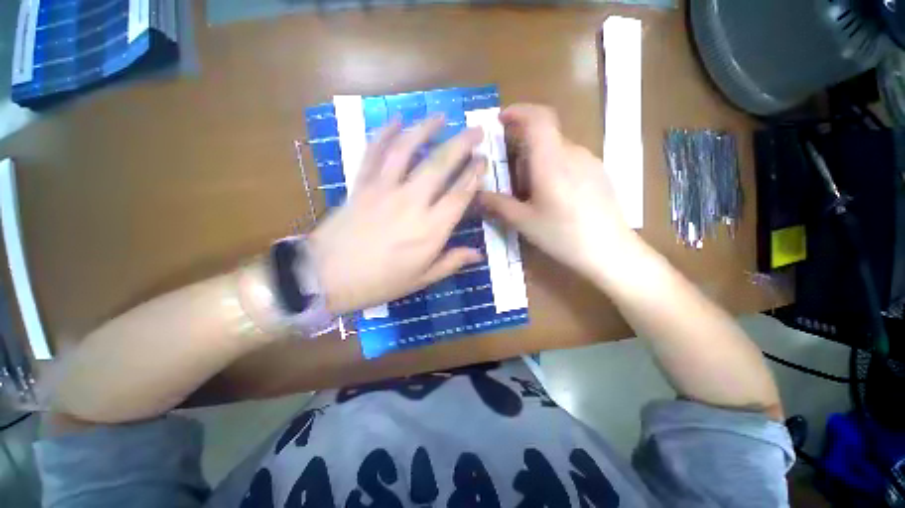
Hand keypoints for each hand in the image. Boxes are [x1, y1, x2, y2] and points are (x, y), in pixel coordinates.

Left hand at [309, 117, 485, 314]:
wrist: (327, 277)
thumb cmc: (379, 282)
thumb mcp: (421, 279)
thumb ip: (452, 262)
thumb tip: (478, 254)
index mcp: (430, 229)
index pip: (460, 194)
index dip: (474, 174)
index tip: (483, 160)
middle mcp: (411, 202)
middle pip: (440, 164)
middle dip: (462, 144)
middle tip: (476, 130)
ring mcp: (384, 189)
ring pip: (407, 150)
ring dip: (426, 129)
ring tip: (441, 116)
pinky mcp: (361, 184)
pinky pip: (374, 153)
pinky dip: (385, 133)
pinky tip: (396, 119)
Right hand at [479, 104, 636, 279]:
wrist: (610, 251)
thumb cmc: (562, 235)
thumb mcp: (524, 222)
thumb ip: (498, 205)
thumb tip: (477, 195)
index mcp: (552, 161)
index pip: (538, 118)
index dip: (518, 111)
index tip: (501, 120)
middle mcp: (573, 153)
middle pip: (545, 134)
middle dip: (523, 146)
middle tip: (511, 174)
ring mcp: (590, 161)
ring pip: (557, 148)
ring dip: (539, 159)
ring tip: (531, 191)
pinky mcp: (599, 173)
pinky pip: (571, 159)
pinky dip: (554, 166)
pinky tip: (554, 195)